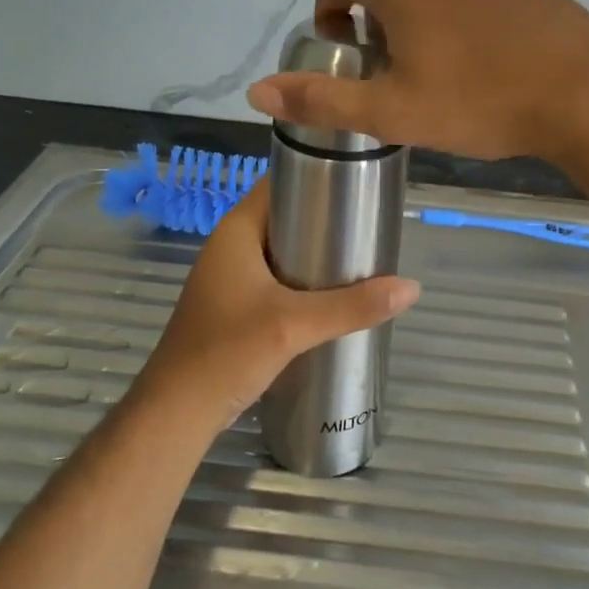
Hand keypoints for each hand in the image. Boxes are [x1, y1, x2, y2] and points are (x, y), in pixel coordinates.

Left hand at [133, 179, 418, 433]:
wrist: (178, 412)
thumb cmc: (227, 352)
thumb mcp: (293, 325)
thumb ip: (352, 306)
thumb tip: (411, 288)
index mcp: (236, 231)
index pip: (278, 183)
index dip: (315, 176)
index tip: (358, 183)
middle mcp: (231, 247)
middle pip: (285, 218)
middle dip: (325, 221)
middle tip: (369, 226)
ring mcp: (231, 279)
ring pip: (282, 252)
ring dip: (316, 254)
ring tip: (361, 258)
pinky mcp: (236, 307)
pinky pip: (277, 280)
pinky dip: (304, 282)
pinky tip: (334, 296)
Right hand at [245, 0, 588, 160]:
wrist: (587, 94)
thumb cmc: (481, 103)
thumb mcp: (393, 112)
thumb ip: (322, 99)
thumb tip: (257, 90)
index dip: (328, 4)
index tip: (342, 46)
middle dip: (380, 21)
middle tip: (395, 74)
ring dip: (427, 20)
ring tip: (446, 74)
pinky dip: (470, 20)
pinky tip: (492, 64)